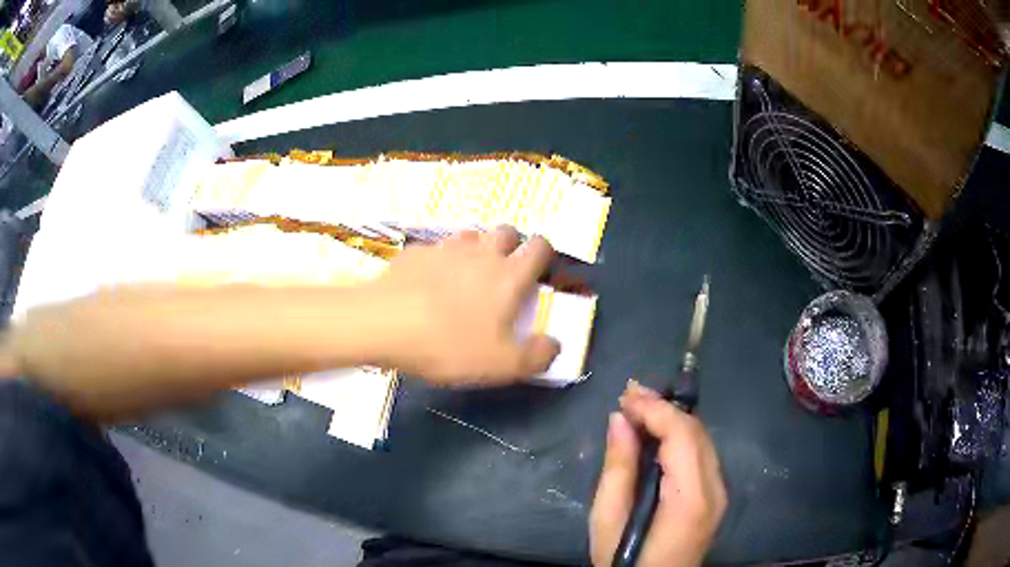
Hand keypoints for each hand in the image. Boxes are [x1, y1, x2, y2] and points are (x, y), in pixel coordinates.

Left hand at [376, 226, 560, 385]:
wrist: (385, 323)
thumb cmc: (450, 343)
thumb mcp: (501, 364)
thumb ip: (535, 357)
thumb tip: (554, 346)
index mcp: (508, 275)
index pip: (539, 247)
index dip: (544, 254)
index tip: (540, 270)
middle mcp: (481, 253)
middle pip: (505, 231)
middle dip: (511, 244)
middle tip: (504, 271)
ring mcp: (445, 249)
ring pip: (470, 235)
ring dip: (476, 248)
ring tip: (467, 274)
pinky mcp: (414, 253)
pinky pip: (435, 249)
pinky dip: (440, 260)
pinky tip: (428, 282)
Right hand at [590, 383, 726, 566]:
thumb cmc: (624, 560)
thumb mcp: (608, 519)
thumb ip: (618, 468)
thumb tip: (620, 420)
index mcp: (691, 498)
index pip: (683, 435)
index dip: (656, 408)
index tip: (625, 395)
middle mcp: (715, 489)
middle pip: (696, 432)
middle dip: (663, 408)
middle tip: (629, 395)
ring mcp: (719, 493)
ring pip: (702, 440)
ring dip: (671, 419)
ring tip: (638, 408)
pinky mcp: (715, 497)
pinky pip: (701, 454)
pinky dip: (679, 437)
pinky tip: (656, 434)